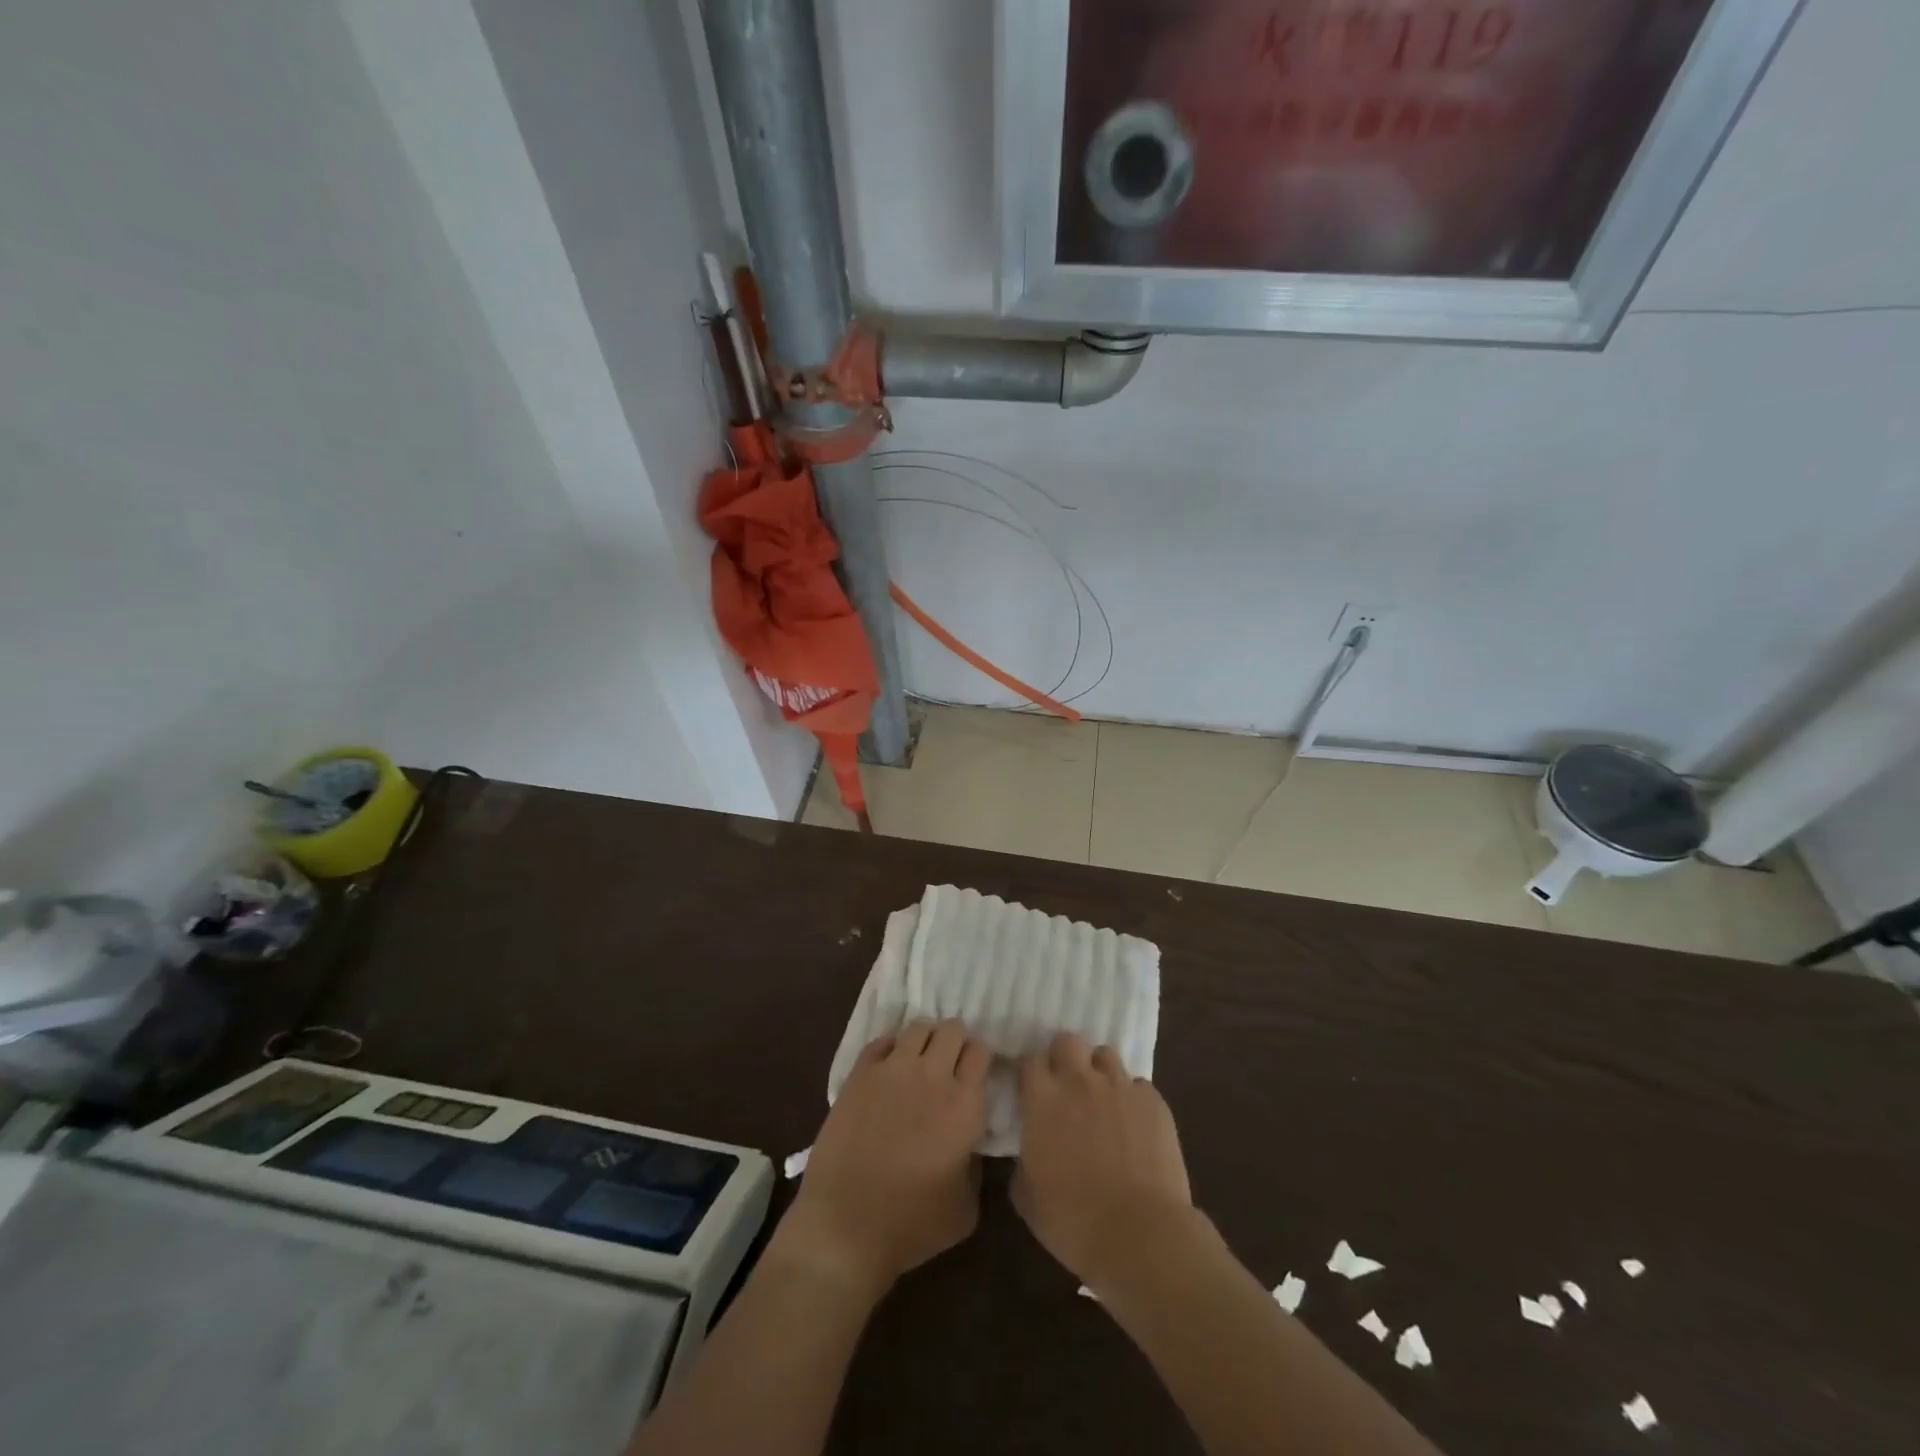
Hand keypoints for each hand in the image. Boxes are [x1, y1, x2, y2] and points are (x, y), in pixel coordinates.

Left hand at [773, 1020, 990, 1297]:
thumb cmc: (911, 1226)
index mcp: (965, 1105)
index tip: (976, 1073)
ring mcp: (893, 1070)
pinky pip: (882, 1040)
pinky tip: (891, 1067)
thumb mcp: (965, 1208)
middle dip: (955, 1041)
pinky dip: (892, 1047)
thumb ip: (976, 1165)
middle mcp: (932, 1076)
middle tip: (949, 1065)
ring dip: (925, 1039)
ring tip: (920, 1061)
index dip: (980, 1059)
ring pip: (918, 1027)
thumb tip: (969, 1143)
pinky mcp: (860, 1074)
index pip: (981, 1051)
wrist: (845, 1227)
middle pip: (953, 1029)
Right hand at [1012, 1032, 1200, 1292]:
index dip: (1031, 1072)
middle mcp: (1079, 1081)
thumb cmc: (1073, 1221)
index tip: (1032, 1088)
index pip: (1030, 1060)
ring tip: (1102, 1099)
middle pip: (1067, 1041)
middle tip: (1067, 1084)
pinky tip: (1134, 1124)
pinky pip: (1138, 1085)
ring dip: (1099, 1072)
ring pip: (1105, 1055)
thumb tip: (1029, 1152)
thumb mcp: (1028, 1198)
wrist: (1140, 1234)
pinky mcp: (1152, 1101)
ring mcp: (1119, 1087)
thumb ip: (1023, 1162)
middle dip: (1064, 1056)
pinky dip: (1132, 1098)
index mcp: (1043, 1100)